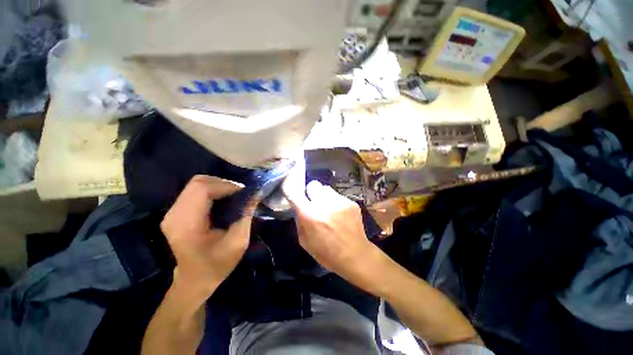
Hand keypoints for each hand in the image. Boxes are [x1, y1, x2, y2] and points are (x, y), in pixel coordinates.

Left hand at [160, 175, 255, 300]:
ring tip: (234, 195)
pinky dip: (212, 190)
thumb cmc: (217, 264)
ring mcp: (172, 212)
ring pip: (196, 184)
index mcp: (187, 224)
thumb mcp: (238, 242)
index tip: (244, 192)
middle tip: (240, 193)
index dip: (226, 186)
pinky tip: (223, 199)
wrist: (195, 279)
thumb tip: (256, 194)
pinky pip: (194, 191)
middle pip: (198, 182)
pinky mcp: (176, 212)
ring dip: (218, 186)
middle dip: (223, 183)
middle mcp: (174, 214)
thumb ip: (246, 215)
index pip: (203, 189)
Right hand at [282, 161, 377, 284]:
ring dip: (324, 196)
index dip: (291, 188)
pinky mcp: (351, 202)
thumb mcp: (305, 242)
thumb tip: (299, 207)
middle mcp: (324, 204)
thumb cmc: (327, 253)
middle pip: (313, 185)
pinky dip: (336, 202)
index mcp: (310, 215)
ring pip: (326, 189)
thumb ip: (300, 221)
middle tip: (314, 202)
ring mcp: (340, 202)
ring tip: (329, 209)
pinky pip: (338, 196)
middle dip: (311, 192)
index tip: (291, 188)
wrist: (355, 255)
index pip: (295, 193)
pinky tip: (340, 214)